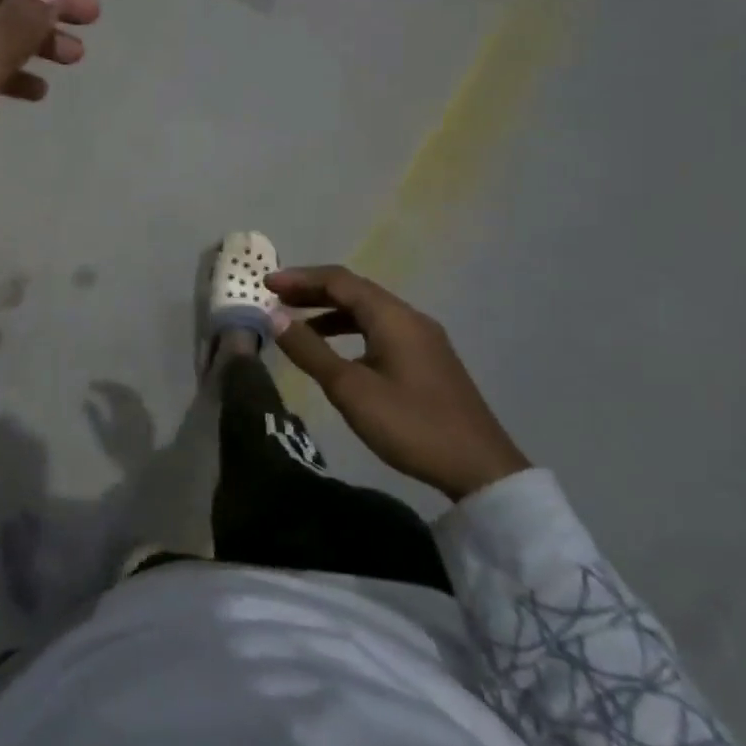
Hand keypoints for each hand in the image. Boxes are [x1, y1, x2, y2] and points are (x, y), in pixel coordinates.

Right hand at [268, 266, 529, 501]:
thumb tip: (275, 317)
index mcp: (392, 317)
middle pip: (355, 291)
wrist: (479, 467)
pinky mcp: (427, 360)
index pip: (339, 281)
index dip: (300, 278)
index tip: (265, 284)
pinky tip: (335, 354)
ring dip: (330, 312)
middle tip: (276, 300)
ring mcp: (423, 339)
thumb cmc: (410, 424)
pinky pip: (381, 330)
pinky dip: (350, 331)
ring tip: (297, 326)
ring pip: (368, 312)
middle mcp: (409, 318)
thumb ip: (310, 350)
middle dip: (313, 292)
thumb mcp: (351, 389)